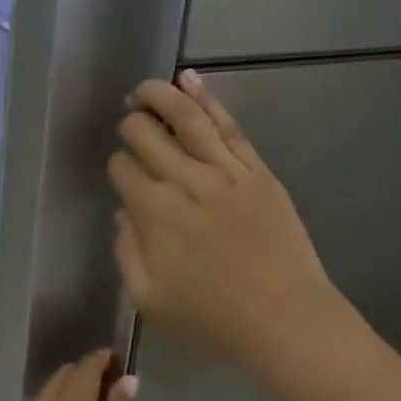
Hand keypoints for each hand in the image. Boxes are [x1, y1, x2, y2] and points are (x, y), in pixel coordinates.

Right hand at [109, 70, 359, 388]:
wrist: (284, 319)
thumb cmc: (211, 318)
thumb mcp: (148, 299)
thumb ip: (127, 252)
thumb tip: (124, 213)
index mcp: (154, 214)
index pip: (123, 169)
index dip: (117, 165)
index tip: (121, 173)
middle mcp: (185, 182)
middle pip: (147, 135)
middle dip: (131, 125)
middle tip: (129, 125)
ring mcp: (225, 172)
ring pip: (187, 118)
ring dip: (160, 96)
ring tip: (146, 88)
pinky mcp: (257, 171)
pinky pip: (229, 126)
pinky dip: (207, 99)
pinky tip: (190, 81)